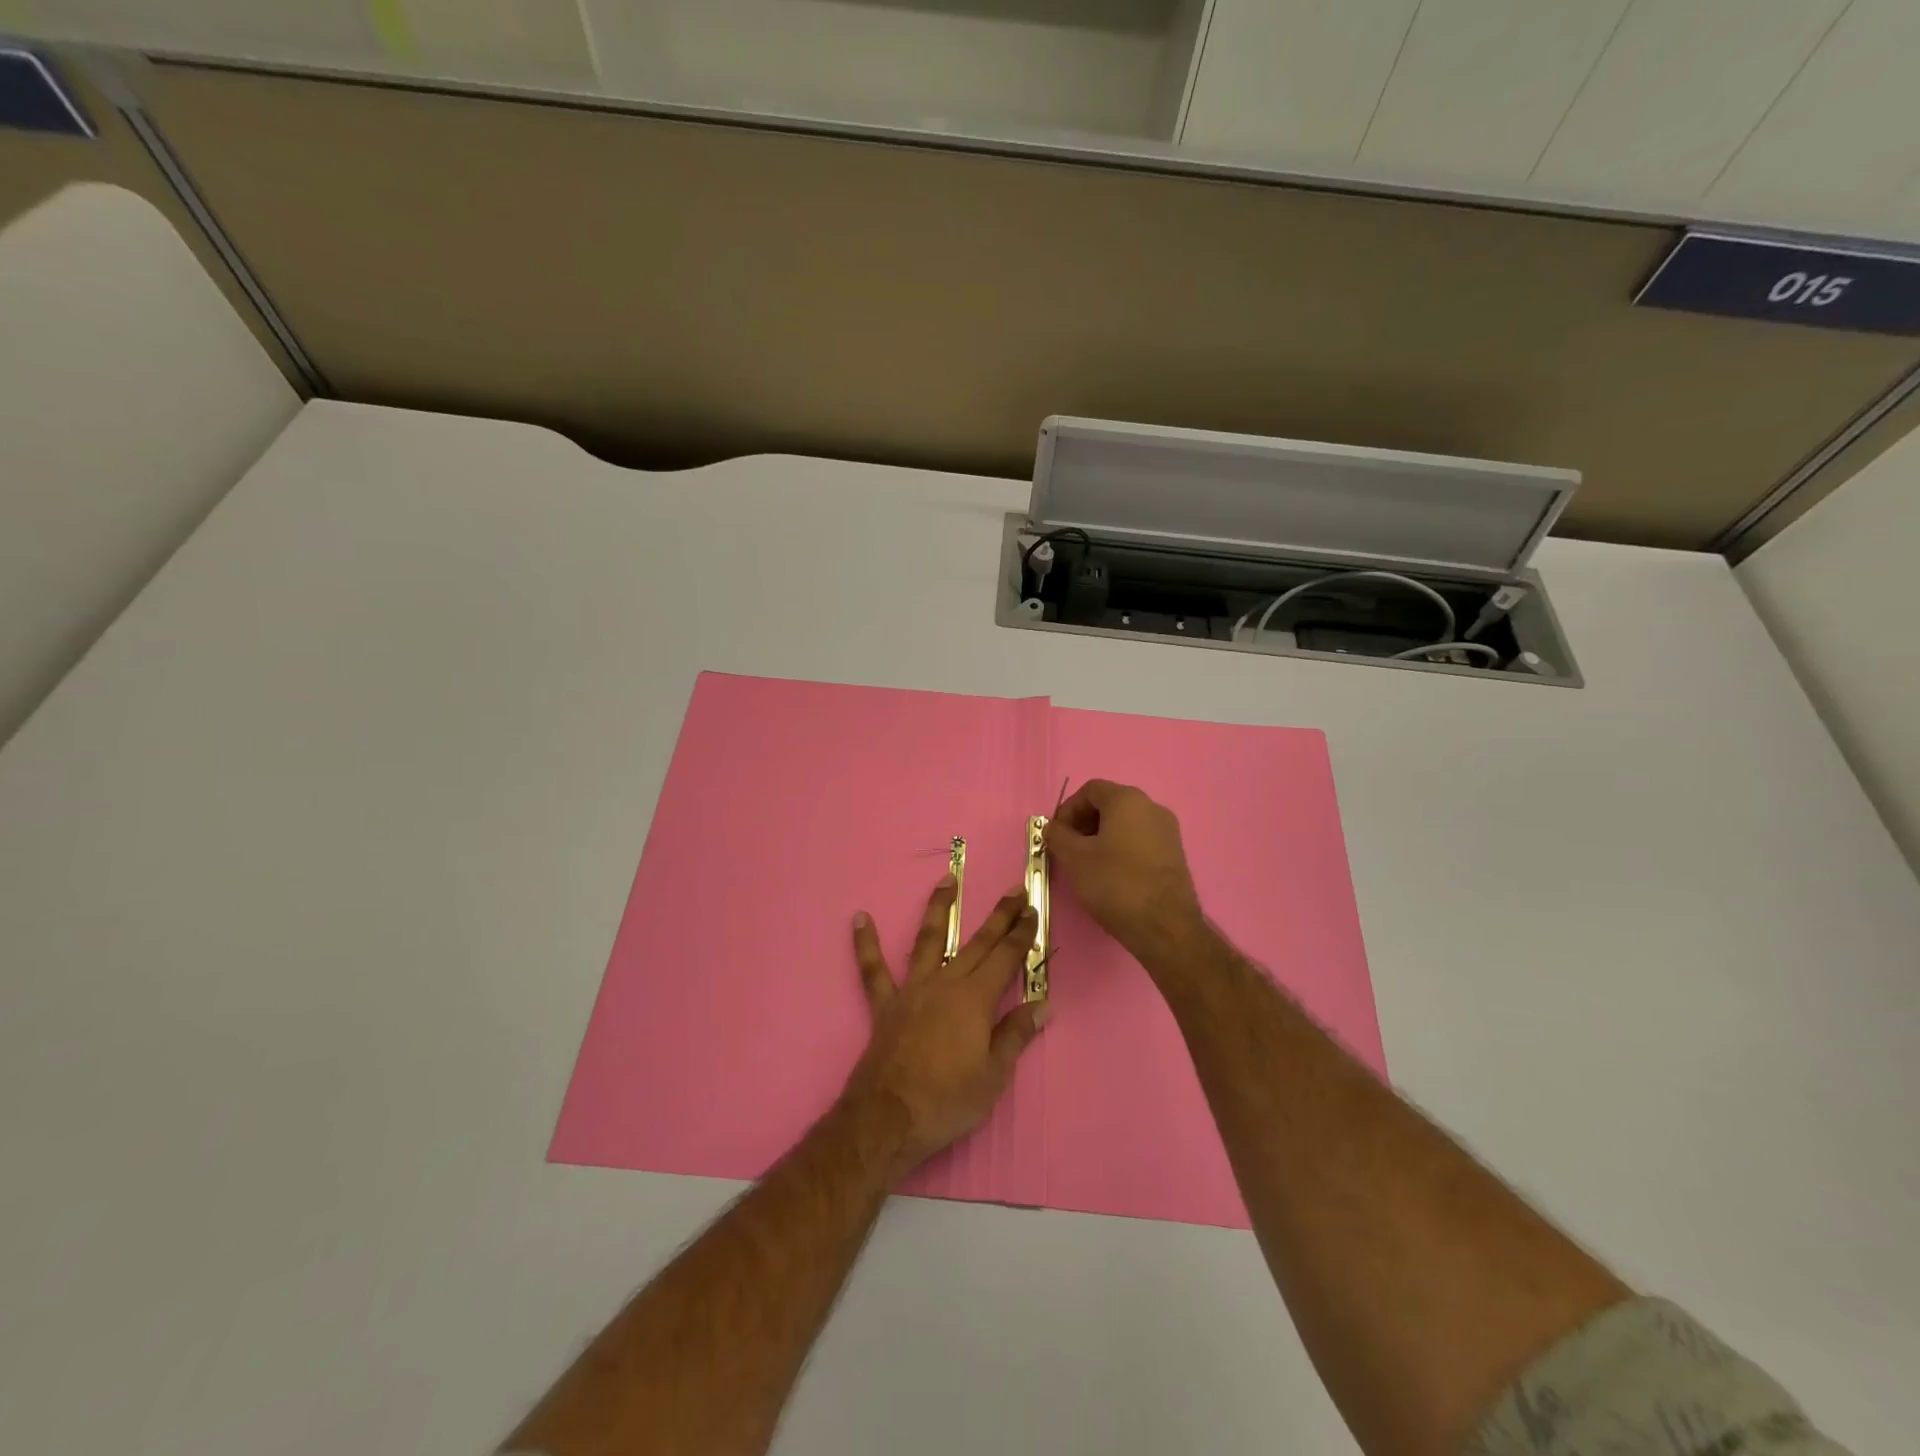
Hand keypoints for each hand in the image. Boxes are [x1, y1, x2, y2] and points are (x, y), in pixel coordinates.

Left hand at [842, 876, 1049, 1176]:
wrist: (888, 1119)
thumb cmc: (947, 1101)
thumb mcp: (994, 1076)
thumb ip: (1015, 1035)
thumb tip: (1042, 1005)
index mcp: (975, 1000)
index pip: (1006, 958)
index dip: (1022, 934)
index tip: (1034, 909)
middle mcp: (945, 984)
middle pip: (977, 943)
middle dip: (999, 916)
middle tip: (1014, 889)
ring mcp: (912, 990)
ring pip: (928, 940)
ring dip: (939, 909)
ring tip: (947, 879)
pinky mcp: (885, 1005)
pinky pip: (873, 970)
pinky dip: (866, 944)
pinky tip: (860, 917)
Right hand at [1045, 780, 1203, 964]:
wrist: (1165, 926)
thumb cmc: (1115, 883)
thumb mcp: (1075, 858)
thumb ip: (1058, 836)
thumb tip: (1052, 827)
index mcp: (1127, 800)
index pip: (1090, 790)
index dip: (1068, 809)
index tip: (1056, 835)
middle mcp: (1152, 807)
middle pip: (1109, 804)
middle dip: (1084, 823)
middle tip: (1068, 849)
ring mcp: (1167, 831)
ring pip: (1125, 823)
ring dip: (1101, 837)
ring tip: (1087, 864)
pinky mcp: (1174, 854)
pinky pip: (1140, 840)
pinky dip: (1121, 848)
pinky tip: (1111, 874)